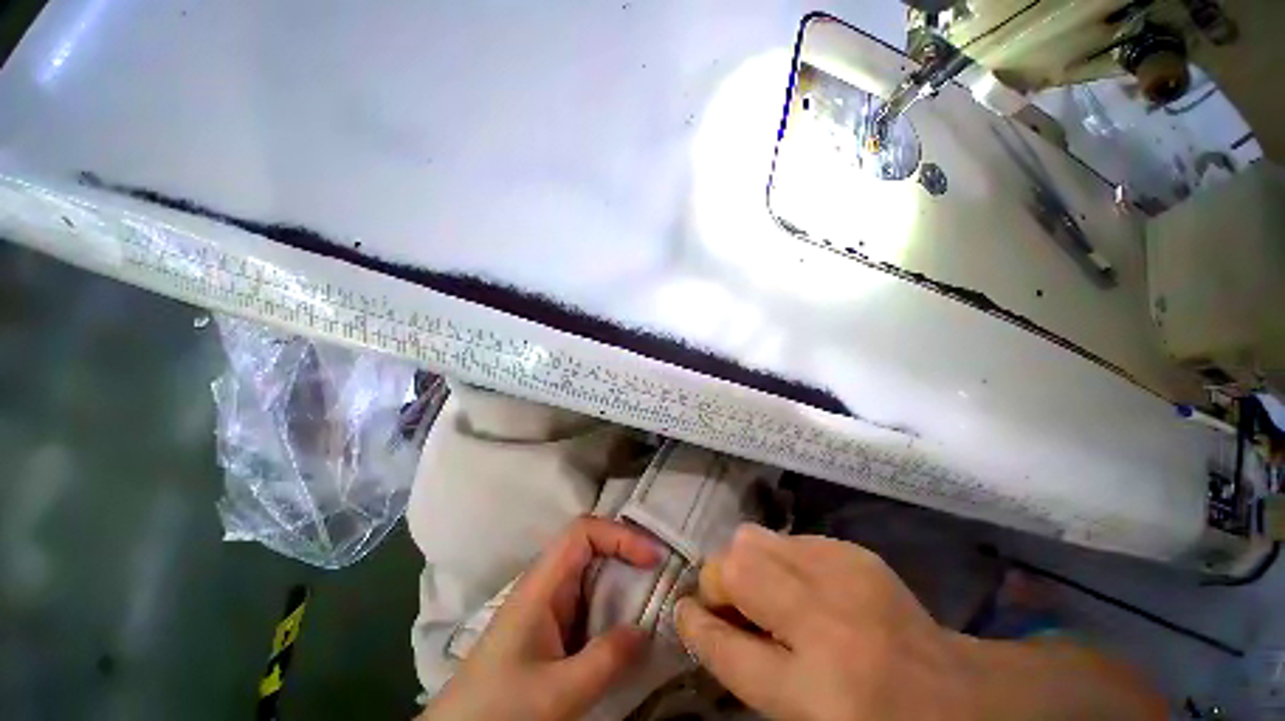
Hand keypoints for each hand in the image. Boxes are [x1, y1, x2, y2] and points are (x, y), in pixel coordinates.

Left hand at [425, 517, 661, 720]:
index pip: (579, 535)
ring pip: (588, 590)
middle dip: (630, 564)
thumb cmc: (508, 704)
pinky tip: (631, 642)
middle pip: (587, 558)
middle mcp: (538, 597)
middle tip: (671, 587)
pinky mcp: (544, 642)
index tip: (657, 561)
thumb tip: (644, 628)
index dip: (621, 536)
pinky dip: (613, 621)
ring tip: (662, 613)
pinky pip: (584, 618)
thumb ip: (610, 656)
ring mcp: (540, 620)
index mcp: (537, 593)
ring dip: (625, 595)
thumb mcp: (566, 686)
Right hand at [675, 523, 967, 719]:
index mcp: (801, 672)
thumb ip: (733, 657)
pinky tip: (804, 591)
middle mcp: (824, 608)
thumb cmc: (854, 705)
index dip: (695, 618)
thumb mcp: (784, 699)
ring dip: (752, 568)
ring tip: (771, 604)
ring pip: (764, 541)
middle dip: (722, 583)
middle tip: (738, 617)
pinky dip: (786, 559)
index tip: (694, 618)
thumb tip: (694, 615)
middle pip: (737, 561)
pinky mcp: (865, 555)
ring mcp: (849, 570)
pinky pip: (799, 540)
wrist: (934, 683)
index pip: (716, 633)